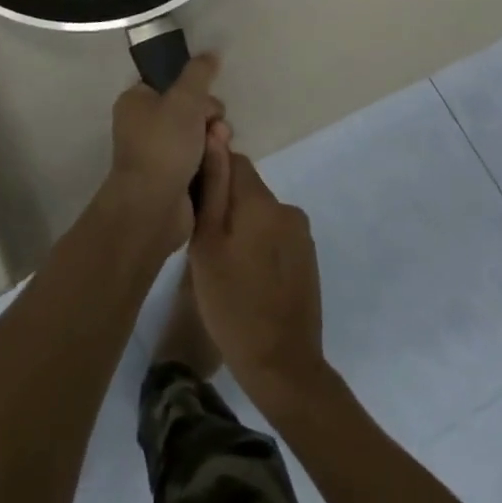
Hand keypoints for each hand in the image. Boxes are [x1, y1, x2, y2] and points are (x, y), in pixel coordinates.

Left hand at [107, 55, 223, 247]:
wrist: (153, 207)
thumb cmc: (164, 145)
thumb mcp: (185, 99)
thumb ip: (199, 73)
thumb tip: (211, 52)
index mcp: (137, 101)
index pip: (172, 84)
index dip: (194, 90)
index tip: (206, 99)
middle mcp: (144, 125)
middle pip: (190, 110)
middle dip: (210, 118)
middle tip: (215, 129)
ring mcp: (158, 154)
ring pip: (199, 137)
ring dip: (214, 142)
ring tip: (216, 151)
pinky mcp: (172, 179)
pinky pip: (199, 162)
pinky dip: (210, 164)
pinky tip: (215, 168)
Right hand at [189, 143, 327, 414]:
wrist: (282, 366)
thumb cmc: (232, 305)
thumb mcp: (207, 245)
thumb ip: (213, 188)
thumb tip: (215, 136)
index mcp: (262, 201)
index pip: (232, 160)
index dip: (210, 176)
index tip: (195, 205)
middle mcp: (287, 208)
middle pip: (247, 186)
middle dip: (225, 204)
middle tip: (205, 243)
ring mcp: (301, 233)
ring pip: (259, 211)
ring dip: (242, 224)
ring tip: (224, 263)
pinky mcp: (307, 256)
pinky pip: (274, 232)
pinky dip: (258, 243)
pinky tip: (247, 275)